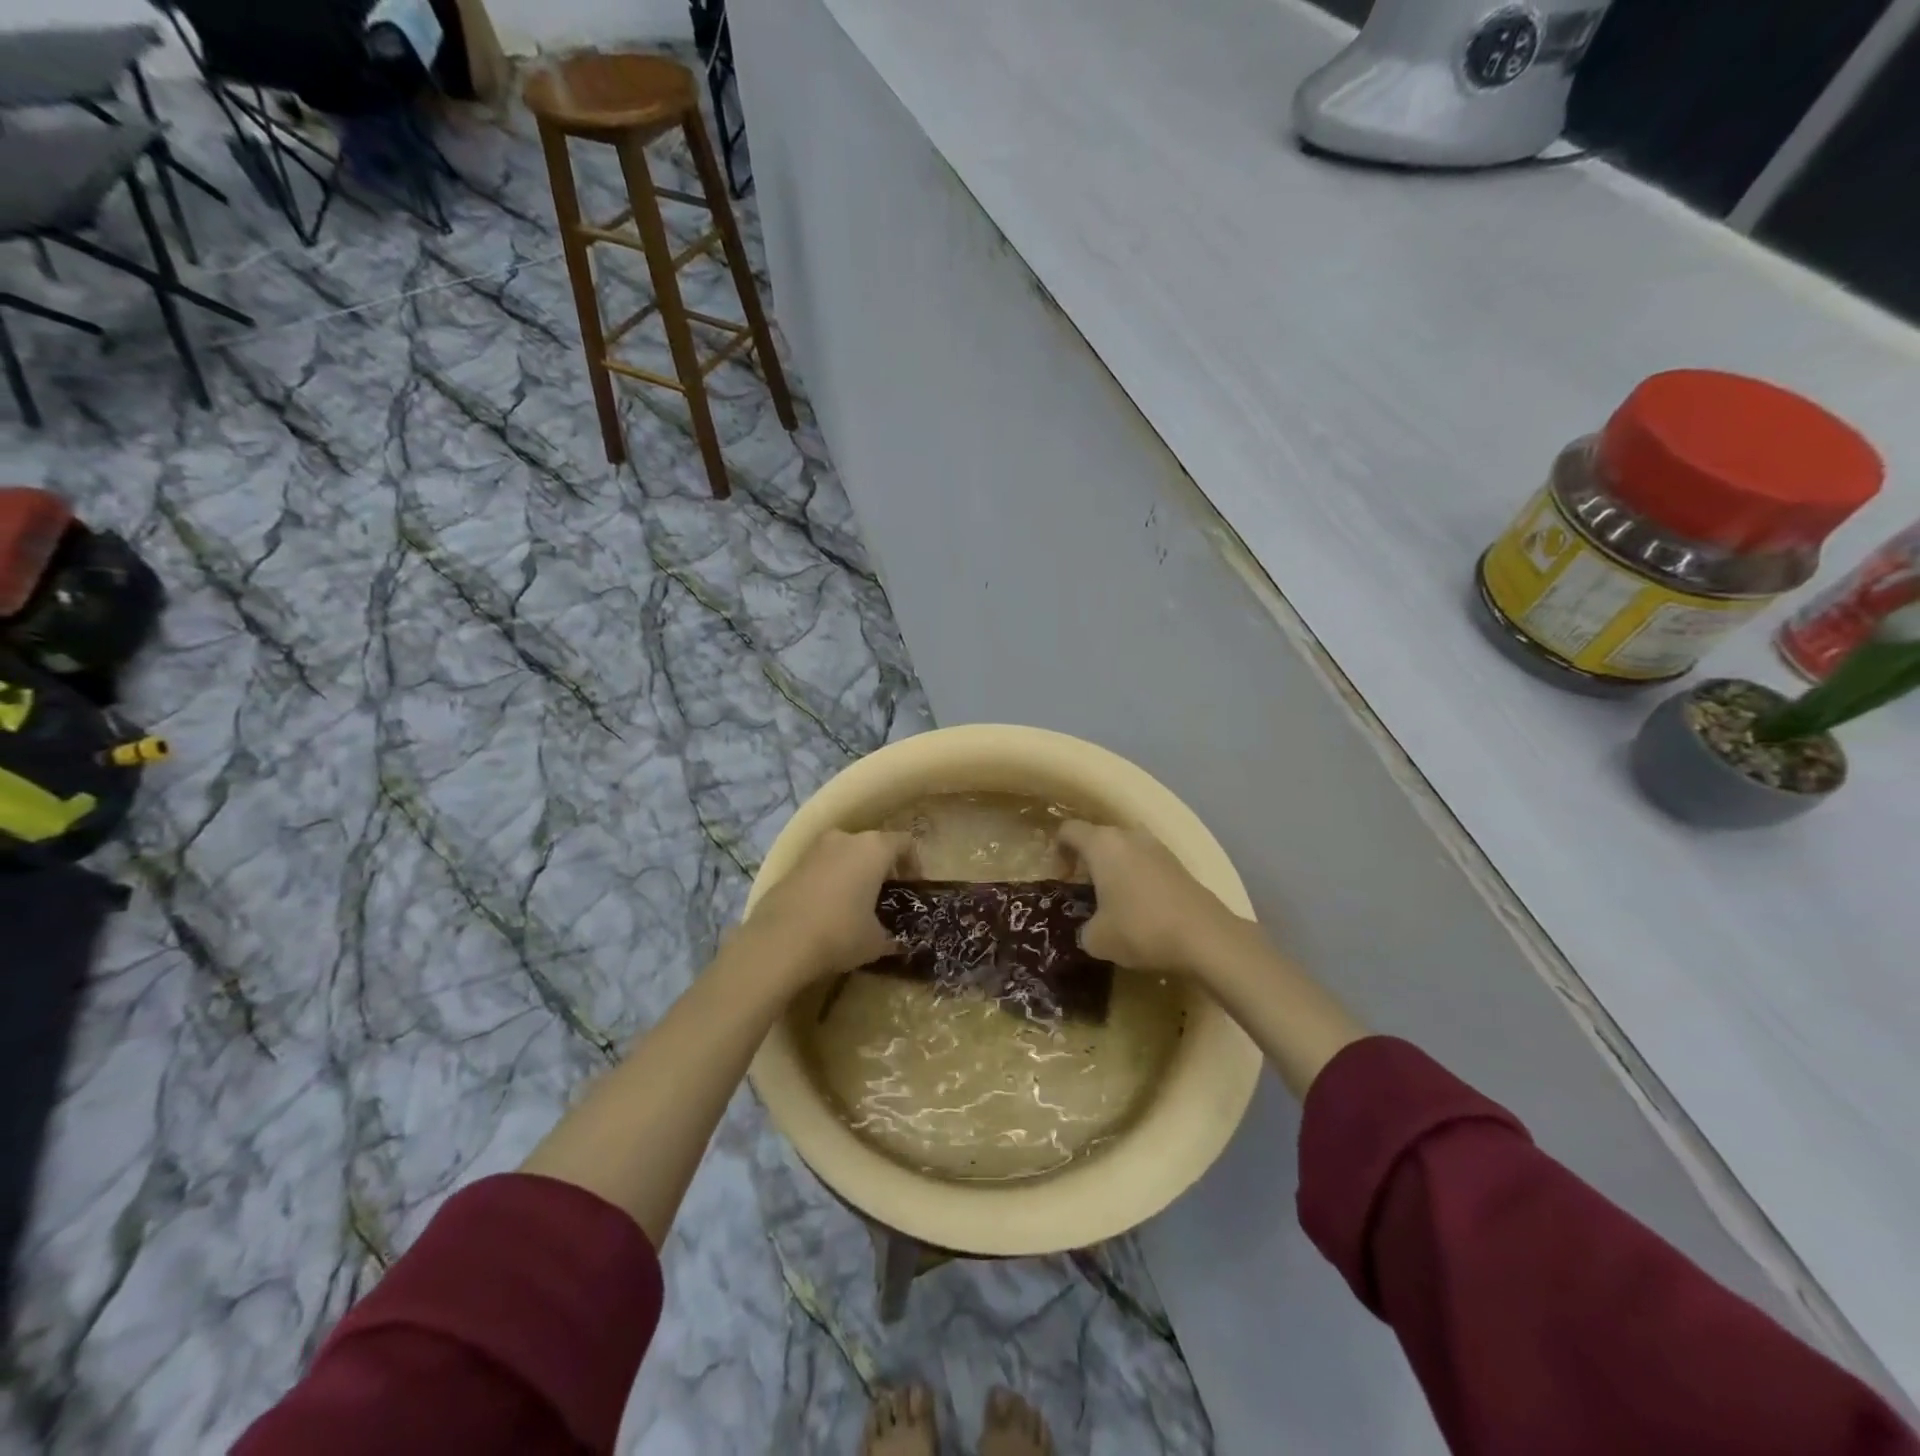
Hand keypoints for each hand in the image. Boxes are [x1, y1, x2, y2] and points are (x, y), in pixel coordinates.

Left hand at [739, 829, 908, 984]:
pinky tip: (829, 909)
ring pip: (845, 854)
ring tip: (856, 904)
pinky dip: (831, 881)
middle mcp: (845, 839)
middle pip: (873, 845)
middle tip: (886, 897)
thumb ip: (891, 936)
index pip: (904, 843)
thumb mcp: (876, 941)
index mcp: (874, 848)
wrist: (778, 942)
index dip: (914, 864)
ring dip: (855, 872)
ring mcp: (815, 849)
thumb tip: (895, 942)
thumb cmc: (840, 933)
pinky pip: (822, 867)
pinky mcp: (792, 865)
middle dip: (882, 868)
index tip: (913, 888)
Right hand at [1056, 820, 1240, 972]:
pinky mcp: (1178, 863)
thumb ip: (1085, 928)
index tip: (1061, 878)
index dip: (1058, 851)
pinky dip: (1136, 878)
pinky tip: (1140, 907)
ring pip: (1124, 849)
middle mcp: (1129, 836)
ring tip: (1112, 902)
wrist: (1205, 936)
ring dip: (1114, 869)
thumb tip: (1091, 928)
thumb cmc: (1140, 928)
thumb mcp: (1097, 939)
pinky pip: (1145, 862)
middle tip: (1084, 892)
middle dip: (1087, 861)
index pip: (1069, 830)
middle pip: (1098, 838)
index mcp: (1102, 844)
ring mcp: (1157, 847)